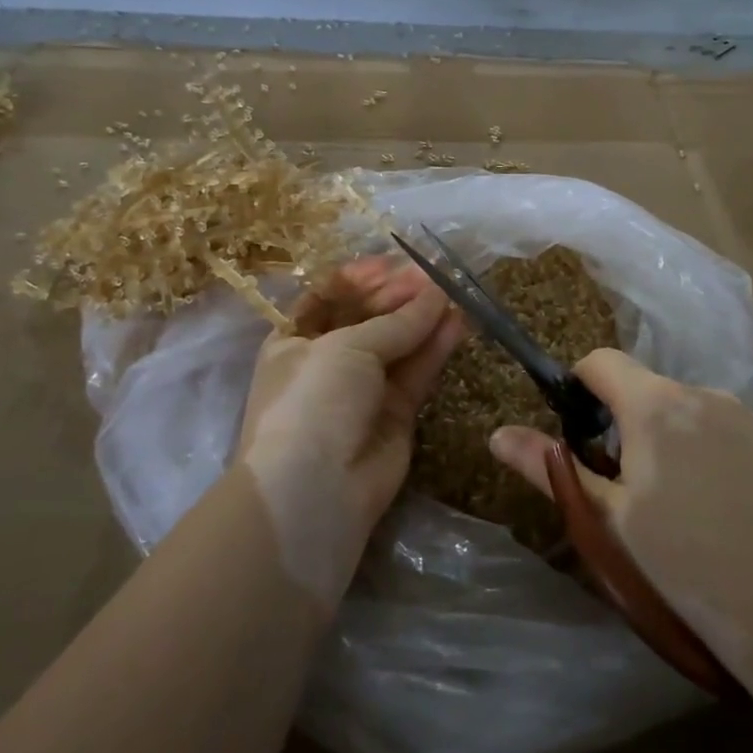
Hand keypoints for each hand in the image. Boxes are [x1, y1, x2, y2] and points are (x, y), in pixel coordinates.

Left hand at [235, 257, 466, 608]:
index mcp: (294, 339)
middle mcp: (327, 361)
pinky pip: (417, 373)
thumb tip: (435, 294)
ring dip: (423, 318)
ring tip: (455, 292)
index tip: (394, 263)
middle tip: (433, 275)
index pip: (329, 296)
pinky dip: (435, 348)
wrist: (316, 490)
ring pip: (398, 344)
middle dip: (398, 296)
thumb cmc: (313, 399)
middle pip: (367, 317)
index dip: (361, 278)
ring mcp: (362, 390)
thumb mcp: (347, 347)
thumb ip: (396, 321)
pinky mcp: (395, 415)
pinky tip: (458, 323)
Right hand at [490, 349, 752, 678]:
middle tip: (626, 490)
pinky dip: (709, 451)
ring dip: (668, 438)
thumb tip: (497, 434)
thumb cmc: (688, 566)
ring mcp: (748, 416)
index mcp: (656, 405)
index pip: (601, 361)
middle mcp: (704, 393)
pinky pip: (726, 429)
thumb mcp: (609, 519)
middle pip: (645, 390)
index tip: (579, 437)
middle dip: (623, 424)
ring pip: (686, 411)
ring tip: (679, 507)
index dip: (579, 388)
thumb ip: (550, 468)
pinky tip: (724, 509)